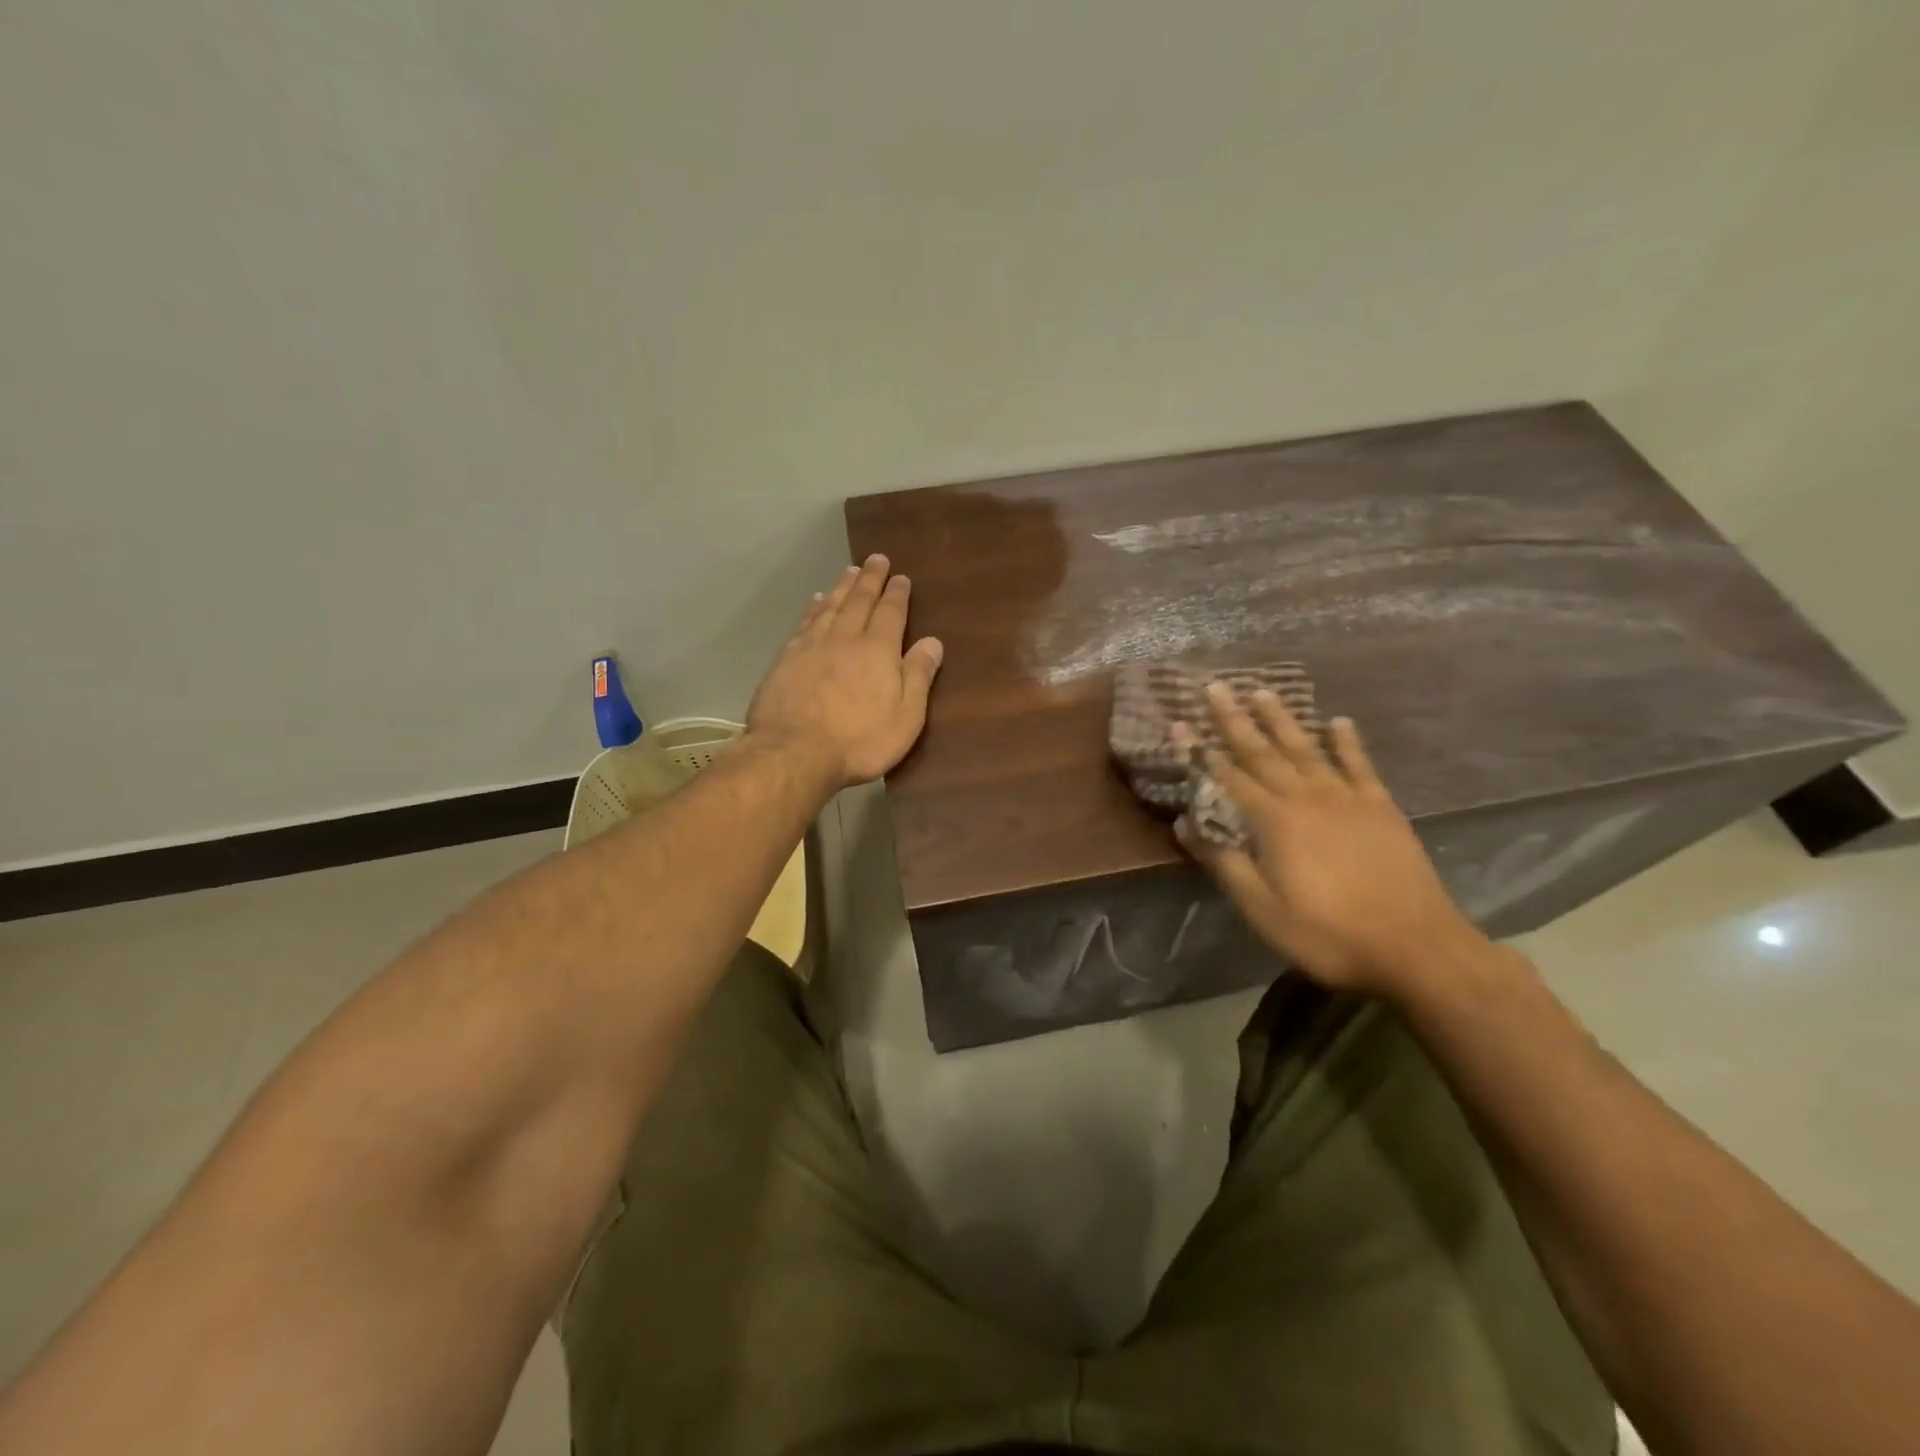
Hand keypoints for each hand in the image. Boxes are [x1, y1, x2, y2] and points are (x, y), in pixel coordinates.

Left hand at [747, 555, 943, 789]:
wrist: (795, 752)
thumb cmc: (859, 741)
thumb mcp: (906, 717)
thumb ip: (919, 676)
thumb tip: (933, 641)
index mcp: (879, 650)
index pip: (891, 613)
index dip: (897, 594)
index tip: (901, 577)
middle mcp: (846, 638)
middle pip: (859, 601)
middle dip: (870, 579)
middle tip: (876, 559)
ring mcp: (812, 646)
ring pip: (830, 606)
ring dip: (842, 587)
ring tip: (849, 571)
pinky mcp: (787, 659)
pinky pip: (805, 623)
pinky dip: (813, 608)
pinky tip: (816, 601)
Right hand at [1176, 683, 1485, 997]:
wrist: (1416, 947)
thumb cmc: (1328, 933)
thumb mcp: (1262, 908)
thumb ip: (1224, 862)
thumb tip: (1185, 824)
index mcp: (1274, 821)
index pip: (1228, 777)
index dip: (1200, 750)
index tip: (1179, 722)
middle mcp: (1307, 798)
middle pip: (1263, 752)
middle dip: (1235, 720)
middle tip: (1216, 687)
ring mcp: (1347, 799)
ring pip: (1307, 749)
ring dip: (1282, 720)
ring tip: (1263, 691)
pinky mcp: (1381, 808)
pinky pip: (1360, 765)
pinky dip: (1347, 742)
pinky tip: (1339, 722)